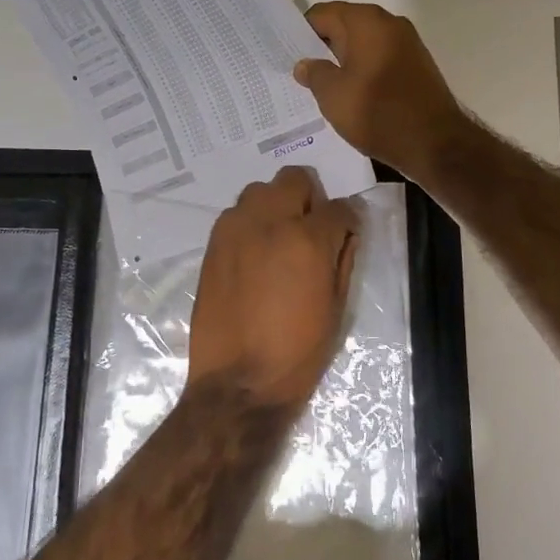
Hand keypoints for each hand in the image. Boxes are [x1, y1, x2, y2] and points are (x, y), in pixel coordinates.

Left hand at [188, 167, 358, 409]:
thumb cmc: (298, 351)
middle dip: (309, 198)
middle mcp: (269, 222)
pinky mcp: (212, 243)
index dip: (347, 220)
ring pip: (260, 190)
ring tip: (278, 240)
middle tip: (310, 229)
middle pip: (294, 178)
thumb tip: (345, 230)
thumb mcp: (336, 306)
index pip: (339, 207)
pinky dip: (250, 223)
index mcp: (307, 239)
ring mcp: (235, 229)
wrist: (239, 381)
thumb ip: (343, 258)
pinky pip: (236, 214)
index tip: (345, 234)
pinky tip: (254, 255)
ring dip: (275, 205)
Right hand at [293, 2, 472, 186]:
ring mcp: (407, 43)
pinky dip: (364, 71)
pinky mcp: (417, 65)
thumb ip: (314, 73)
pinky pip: (380, 59)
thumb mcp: (333, 95)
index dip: (300, 32)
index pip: (322, 14)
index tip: (285, 53)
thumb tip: (305, 64)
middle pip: (344, 26)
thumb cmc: (377, 112)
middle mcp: (389, 23)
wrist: (435, 143)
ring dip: (343, 61)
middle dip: (321, 47)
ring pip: (363, 45)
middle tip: (299, 71)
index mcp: (366, 21)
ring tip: (322, 86)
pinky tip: (352, 94)